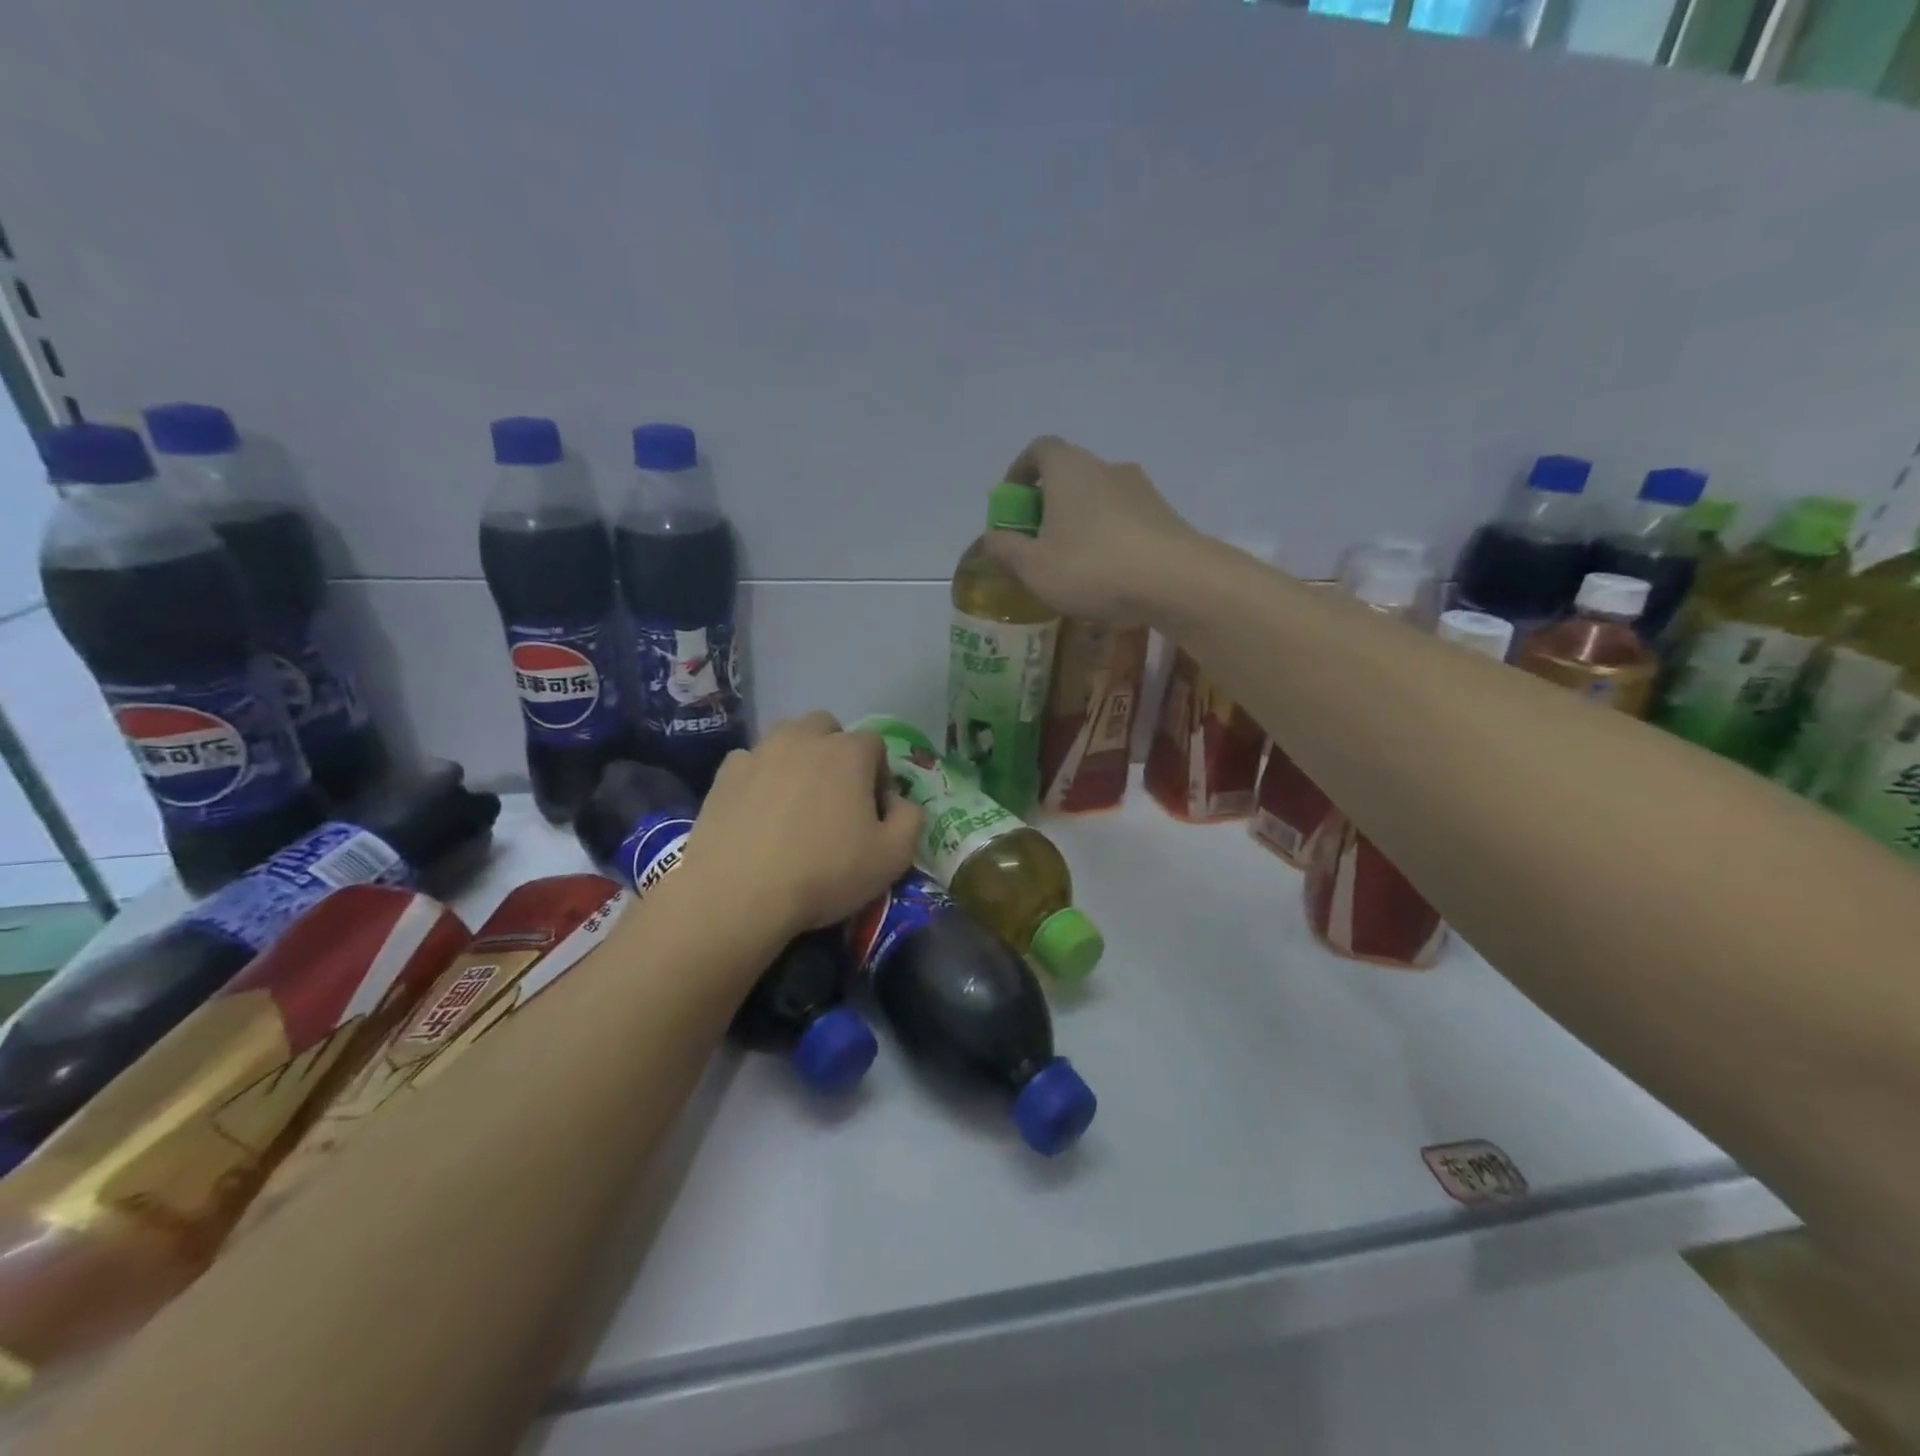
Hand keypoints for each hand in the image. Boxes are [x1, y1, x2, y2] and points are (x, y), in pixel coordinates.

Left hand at [681, 712, 921, 939]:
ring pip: (786, 737)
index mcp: (849, 752)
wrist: (738, 894)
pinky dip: (760, 777)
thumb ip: (910, 819)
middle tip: (835, 796)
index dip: (879, 776)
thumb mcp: (893, 857)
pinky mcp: (725, 774)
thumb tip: (899, 802)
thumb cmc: (825, 872)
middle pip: (827, 728)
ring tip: (796, 799)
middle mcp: (804, 738)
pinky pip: (751, 762)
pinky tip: (759, 811)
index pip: (875, 745)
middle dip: (836, 753)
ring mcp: (760, 752)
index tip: (873, 811)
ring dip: (798, 757)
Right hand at [983, 435, 1204, 622]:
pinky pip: (1124, 520)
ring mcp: (1141, 490)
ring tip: (1070, 564)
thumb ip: (1006, 550)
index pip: (1039, 449)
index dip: (1019, 471)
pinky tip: (1106, 575)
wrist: (1179, 581)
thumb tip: (990, 538)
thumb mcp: (1034, 567)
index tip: (1011, 503)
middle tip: (1035, 541)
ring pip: (1098, 499)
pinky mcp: (1165, 516)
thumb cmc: (1094, 567)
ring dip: (1079, 522)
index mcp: (1070, 469)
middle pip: (1069, 475)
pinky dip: (1107, 538)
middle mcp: (1107, 468)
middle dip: (1047, 504)